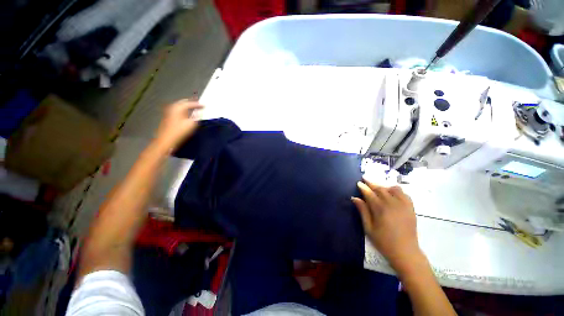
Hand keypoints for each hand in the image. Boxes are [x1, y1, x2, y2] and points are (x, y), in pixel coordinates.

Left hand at [155, 100, 202, 150]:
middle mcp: (172, 107)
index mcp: (178, 107)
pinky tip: (187, 114)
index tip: (204, 105)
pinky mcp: (168, 117)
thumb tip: (200, 112)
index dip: (198, 104)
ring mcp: (169, 112)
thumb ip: (197, 116)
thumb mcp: (192, 124)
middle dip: (191, 103)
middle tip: (198, 104)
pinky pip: (177, 110)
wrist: (167, 140)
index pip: (190, 103)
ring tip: (194, 108)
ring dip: (186, 106)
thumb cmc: (180, 131)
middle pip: (183, 102)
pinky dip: (183, 110)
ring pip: (179, 106)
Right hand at [352, 179, 422, 273]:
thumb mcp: (369, 228)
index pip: (370, 193)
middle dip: (371, 183)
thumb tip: (355, 198)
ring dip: (384, 186)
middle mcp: (392, 204)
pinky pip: (404, 193)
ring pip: (393, 188)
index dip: (363, 187)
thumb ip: (362, 211)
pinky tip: (392, 193)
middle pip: (380, 188)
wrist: (406, 252)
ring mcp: (403, 205)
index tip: (358, 183)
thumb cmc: (384, 242)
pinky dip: (396, 190)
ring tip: (378, 187)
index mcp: (380, 209)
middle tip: (365, 179)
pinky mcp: (411, 208)